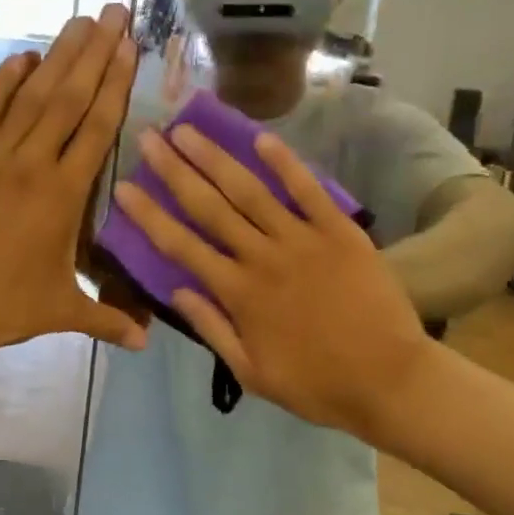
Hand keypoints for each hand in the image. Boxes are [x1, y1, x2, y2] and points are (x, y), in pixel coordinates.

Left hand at [0, 7, 144, 371]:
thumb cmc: (2, 308)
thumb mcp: (61, 312)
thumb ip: (108, 319)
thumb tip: (147, 343)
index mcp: (63, 196)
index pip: (97, 128)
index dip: (116, 84)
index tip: (129, 47)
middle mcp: (31, 164)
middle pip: (68, 99)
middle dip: (94, 53)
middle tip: (112, 13)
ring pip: (30, 97)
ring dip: (56, 56)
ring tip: (78, 22)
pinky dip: (3, 82)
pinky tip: (22, 57)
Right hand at [111, 124, 433, 442]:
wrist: (389, 380)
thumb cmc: (317, 384)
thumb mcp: (252, 374)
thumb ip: (212, 329)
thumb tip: (176, 291)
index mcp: (238, 293)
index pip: (181, 246)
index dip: (149, 215)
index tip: (124, 187)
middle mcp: (262, 257)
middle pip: (209, 206)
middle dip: (175, 170)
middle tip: (149, 136)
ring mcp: (302, 240)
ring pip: (250, 191)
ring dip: (216, 158)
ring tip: (189, 129)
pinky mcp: (339, 231)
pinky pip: (308, 190)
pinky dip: (285, 163)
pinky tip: (261, 137)